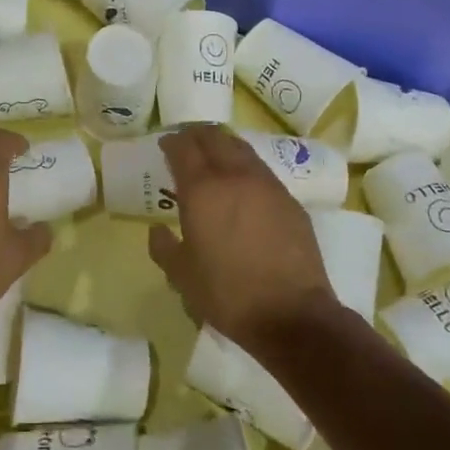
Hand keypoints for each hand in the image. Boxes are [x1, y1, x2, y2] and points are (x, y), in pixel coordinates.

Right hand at [147, 125, 335, 350]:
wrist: (291, 314)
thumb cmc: (227, 294)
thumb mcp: (181, 276)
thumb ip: (164, 247)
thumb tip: (157, 230)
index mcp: (202, 190)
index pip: (184, 148)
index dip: (172, 142)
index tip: (165, 145)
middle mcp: (235, 177)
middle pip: (215, 138)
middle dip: (198, 136)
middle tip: (187, 143)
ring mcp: (268, 186)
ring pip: (242, 150)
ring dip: (225, 147)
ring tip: (215, 157)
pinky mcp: (290, 202)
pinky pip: (263, 172)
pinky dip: (246, 168)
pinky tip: (244, 186)